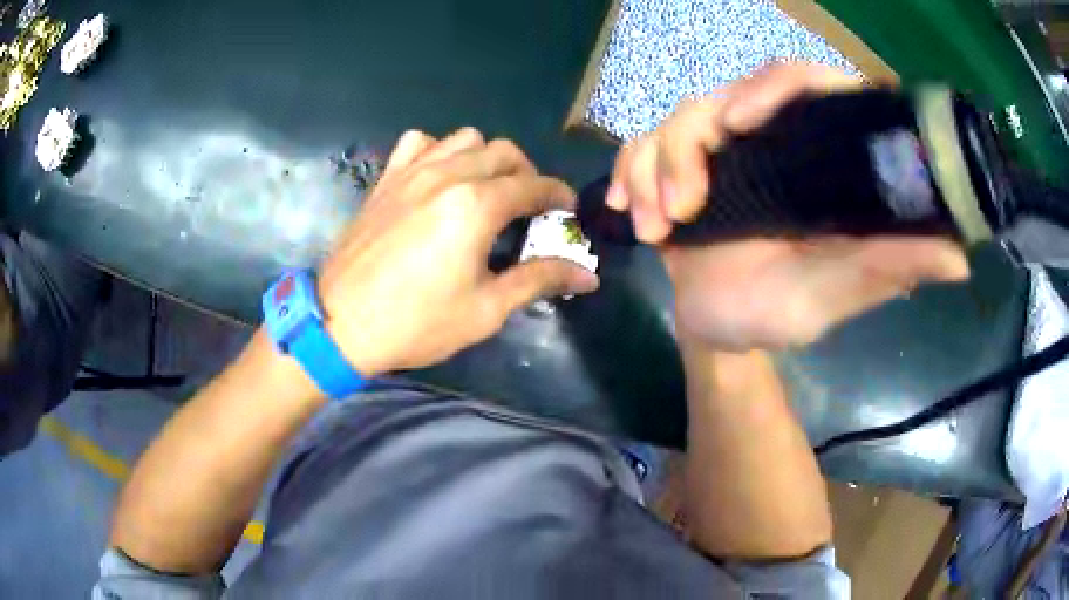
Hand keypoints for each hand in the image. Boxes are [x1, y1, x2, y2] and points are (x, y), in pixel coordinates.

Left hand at [317, 128, 598, 375]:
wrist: (339, 324)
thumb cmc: (416, 323)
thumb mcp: (485, 309)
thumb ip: (539, 280)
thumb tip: (588, 277)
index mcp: (475, 206)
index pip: (534, 186)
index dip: (559, 196)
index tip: (568, 211)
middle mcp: (447, 175)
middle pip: (504, 152)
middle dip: (527, 174)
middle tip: (529, 207)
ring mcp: (411, 172)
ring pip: (465, 139)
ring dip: (486, 158)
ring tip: (486, 189)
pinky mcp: (386, 179)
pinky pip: (419, 143)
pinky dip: (438, 151)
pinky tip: (438, 178)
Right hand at [608, 62, 969, 350]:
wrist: (716, 332)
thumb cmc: (777, 314)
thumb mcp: (835, 295)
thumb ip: (888, 270)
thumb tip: (958, 258)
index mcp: (814, 161)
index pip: (803, 85)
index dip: (773, 87)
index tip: (739, 124)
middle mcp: (770, 143)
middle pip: (728, 95)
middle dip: (691, 144)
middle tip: (685, 205)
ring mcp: (720, 152)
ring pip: (677, 119)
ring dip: (657, 170)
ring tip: (660, 229)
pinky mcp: (676, 167)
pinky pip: (640, 146)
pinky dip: (630, 175)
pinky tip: (632, 216)